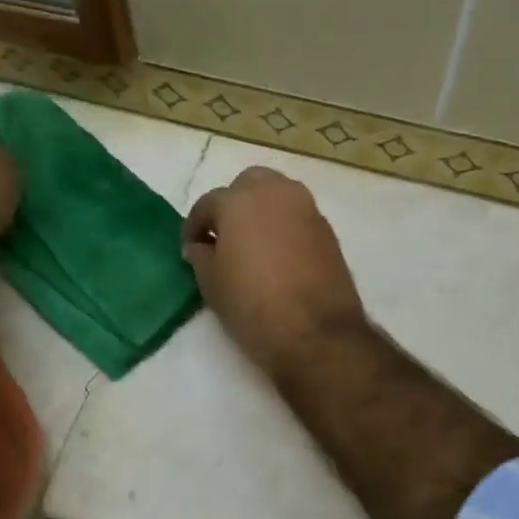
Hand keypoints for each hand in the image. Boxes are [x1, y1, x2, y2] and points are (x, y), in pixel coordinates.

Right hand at [182, 167, 366, 376]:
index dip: (195, 226)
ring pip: (277, 196)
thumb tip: (199, 246)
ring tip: (251, 246)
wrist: (316, 332)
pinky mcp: (327, 230)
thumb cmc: (252, 305)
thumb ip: (201, 256)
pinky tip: (277, 257)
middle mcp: (275, 193)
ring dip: (261, 212)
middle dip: (233, 205)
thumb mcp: (212, 284)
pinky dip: (283, 227)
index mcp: (239, 201)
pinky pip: (297, 217)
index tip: (190, 248)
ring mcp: (307, 209)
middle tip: (224, 237)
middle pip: (248, 185)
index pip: (208, 204)